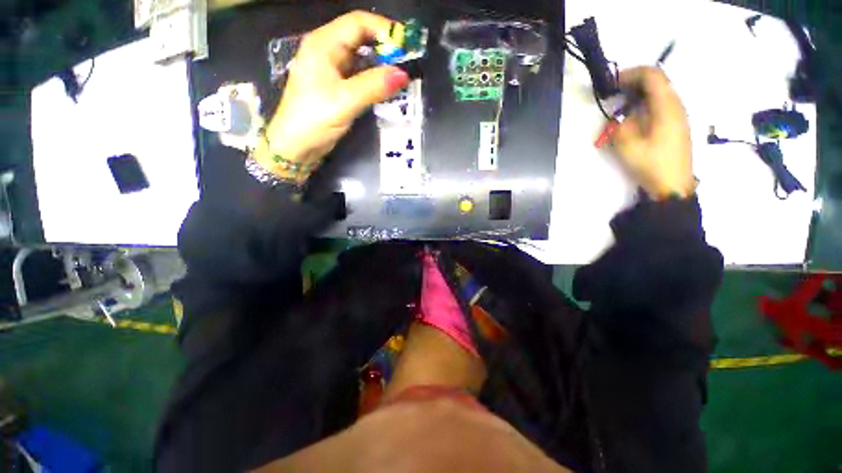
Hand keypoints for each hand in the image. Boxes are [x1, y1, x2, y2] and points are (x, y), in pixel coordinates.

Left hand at [255, 11, 409, 180]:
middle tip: (407, 63)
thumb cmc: (313, 119)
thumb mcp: (345, 101)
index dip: (384, 29)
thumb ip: (374, 86)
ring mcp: (332, 70)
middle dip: (385, 47)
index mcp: (324, 44)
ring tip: (401, 76)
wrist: (296, 146)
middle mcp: (328, 51)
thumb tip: (403, 74)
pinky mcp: (337, 87)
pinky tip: (386, 88)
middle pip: (361, 38)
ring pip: (362, 58)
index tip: (407, 45)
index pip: (358, 23)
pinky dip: (374, 79)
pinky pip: (360, 76)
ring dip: (381, 65)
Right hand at [611, 67, 694, 199]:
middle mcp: (676, 105)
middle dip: (633, 83)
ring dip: (638, 94)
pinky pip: (661, 104)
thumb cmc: (652, 165)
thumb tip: (620, 117)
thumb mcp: (628, 147)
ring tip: (620, 107)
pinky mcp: (676, 124)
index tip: (612, 84)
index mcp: (667, 107)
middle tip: (613, 95)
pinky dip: (645, 103)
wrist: (673, 186)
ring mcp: (678, 115)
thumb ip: (621, 126)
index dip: (631, 74)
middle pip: (657, 81)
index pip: (652, 75)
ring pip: (659, 92)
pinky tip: (633, 117)